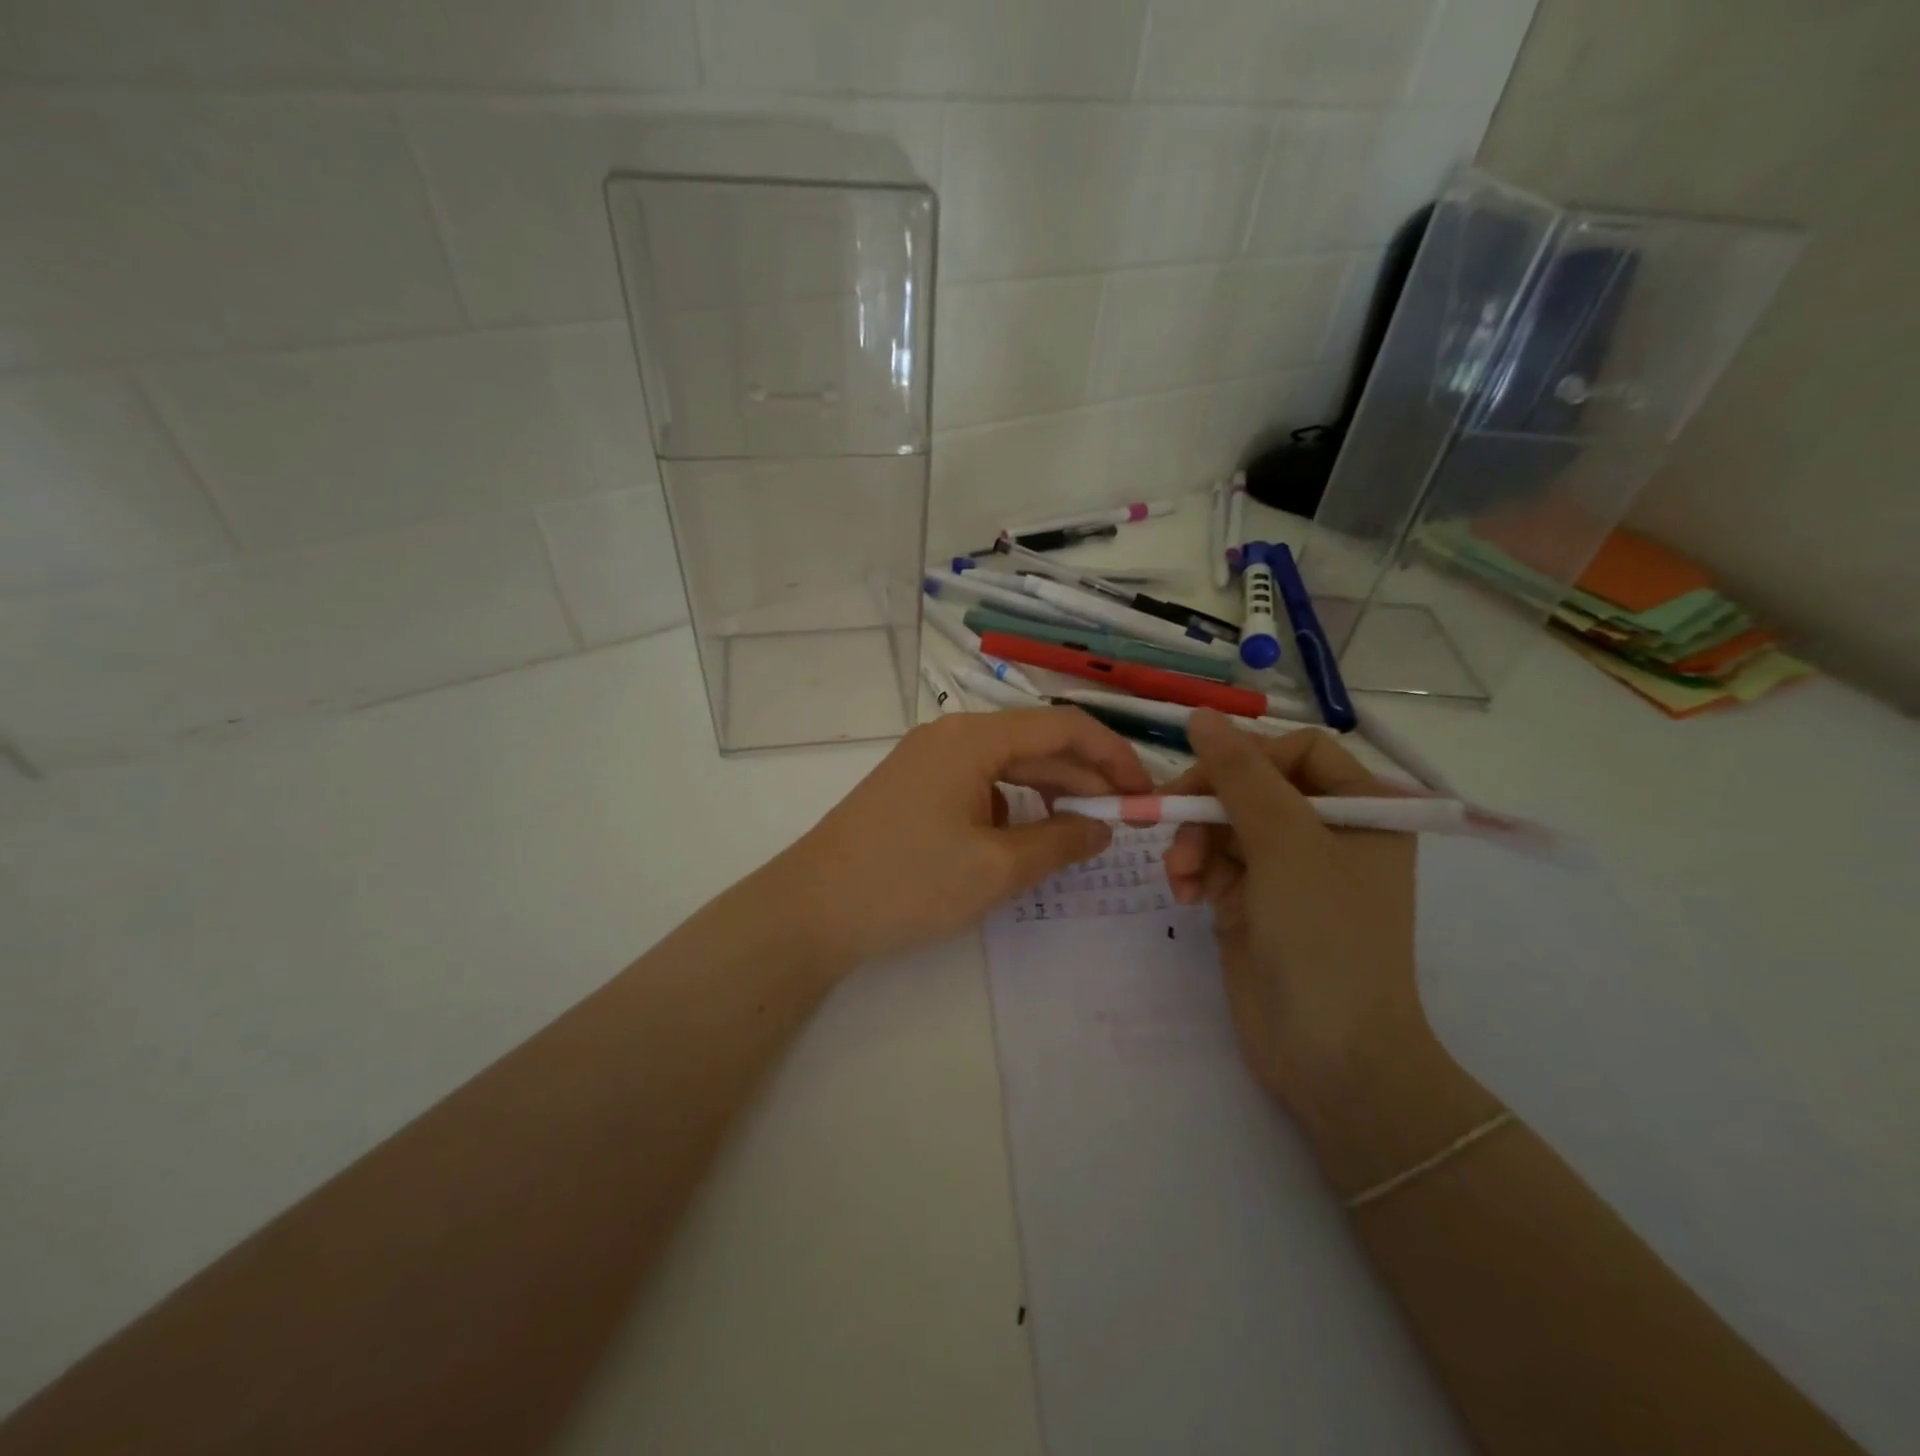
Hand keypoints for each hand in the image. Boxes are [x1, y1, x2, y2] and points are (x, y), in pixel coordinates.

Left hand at [763, 708, 1154, 968]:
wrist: (812, 909)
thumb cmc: (909, 882)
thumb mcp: (997, 867)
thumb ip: (1060, 842)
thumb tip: (1103, 826)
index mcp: (974, 737)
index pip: (1064, 726)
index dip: (1113, 755)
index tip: (1144, 793)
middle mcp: (951, 734)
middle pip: (1036, 743)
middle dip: (1084, 776)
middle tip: (1124, 819)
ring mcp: (927, 759)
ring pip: (1007, 764)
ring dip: (1048, 791)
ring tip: (1081, 830)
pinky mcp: (913, 786)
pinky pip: (978, 783)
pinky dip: (1011, 805)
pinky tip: (1023, 839)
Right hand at [1162, 710, 1425, 1124]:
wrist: (1330, 1054)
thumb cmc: (1325, 935)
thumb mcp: (1284, 842)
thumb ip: (1240, 774)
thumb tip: (1201, 715)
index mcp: (1363, 808)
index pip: (1297, 751)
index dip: (1247, 757)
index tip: (1204, 779)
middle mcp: (1327, 831)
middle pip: (1251, 785)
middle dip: (1208, 806)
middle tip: (1169, 821)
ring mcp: (1288, 868)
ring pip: (1224, 824)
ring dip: (1194, 843)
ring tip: (1181, 877)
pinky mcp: (1253, 900)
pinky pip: (1214, 863)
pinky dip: (1195, 872)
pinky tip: (1184, 894)